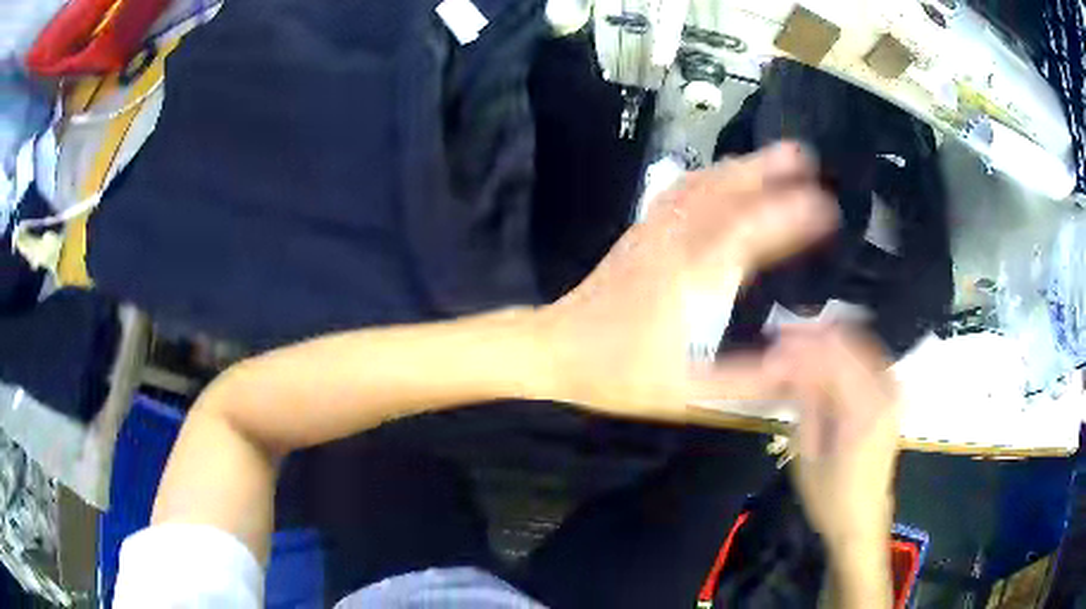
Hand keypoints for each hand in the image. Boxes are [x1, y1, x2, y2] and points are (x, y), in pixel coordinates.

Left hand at [534, 142, 836, 420]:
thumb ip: (746, 381)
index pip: (752, 233)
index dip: (791, 216)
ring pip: (703, 184)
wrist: (557, 350)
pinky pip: (680, 190)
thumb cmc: (619, 374)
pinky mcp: (641, 232)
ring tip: (774, 156)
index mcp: (693, 279)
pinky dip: (710, 175)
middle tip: (804, 156)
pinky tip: (722, 175)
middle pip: (727, 192)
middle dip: (768, 169)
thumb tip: (798, 363)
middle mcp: (677, 243)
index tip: (826, 207)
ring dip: (742, 166)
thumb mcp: (688, 392)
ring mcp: (655, 232)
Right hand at [770, 326, 900, 552]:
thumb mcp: (808, 455)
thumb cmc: (830, 498)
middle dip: (814, 337)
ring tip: (800, 342)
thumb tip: (790, 364)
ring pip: (861, 346)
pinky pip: (869, 360)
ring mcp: (892, 394)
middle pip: (848, 344)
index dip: (800, 347)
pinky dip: (846, 352)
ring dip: (829, 341)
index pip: (831, 359)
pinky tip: (827, 355)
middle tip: (783, 337)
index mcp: (863, 411)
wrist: (862, 520)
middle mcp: (884, 394)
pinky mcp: (892, 399)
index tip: (773, 346)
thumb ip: (806, 402)